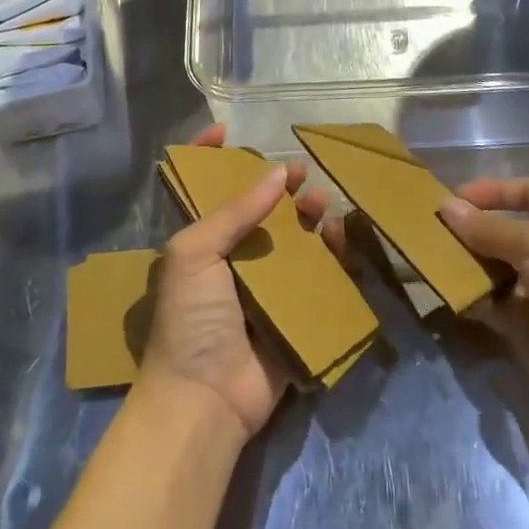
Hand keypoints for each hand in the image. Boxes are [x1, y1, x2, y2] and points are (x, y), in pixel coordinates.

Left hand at [137, 124, 331, 441]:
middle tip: (301, 172)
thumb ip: (234, 211)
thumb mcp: (195, 253)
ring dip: (307, 216)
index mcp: (199, 244)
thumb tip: (278, 174)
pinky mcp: (293, 315)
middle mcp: (231, 261)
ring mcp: (263, 289)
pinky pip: (316, 277)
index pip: (202, 190)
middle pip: (258, 211)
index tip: (227, 130)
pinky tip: (338, 234)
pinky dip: (330, 253)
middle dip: (277, 187)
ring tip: (321, 201)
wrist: (205, 398)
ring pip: (291, 240)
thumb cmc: (190, 317)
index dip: (208, 158)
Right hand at [439, 179, 528, 427]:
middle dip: (470, 232)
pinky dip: (475, 300)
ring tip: (431, 264)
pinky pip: (497, 305)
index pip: (525, 190)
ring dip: (467, 266)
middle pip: (506, 230)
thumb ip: (487, 227)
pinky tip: (450, 297)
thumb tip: (446, 206)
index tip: (450, 200)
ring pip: (496, 269)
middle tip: (430, 234)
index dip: (490, 191)